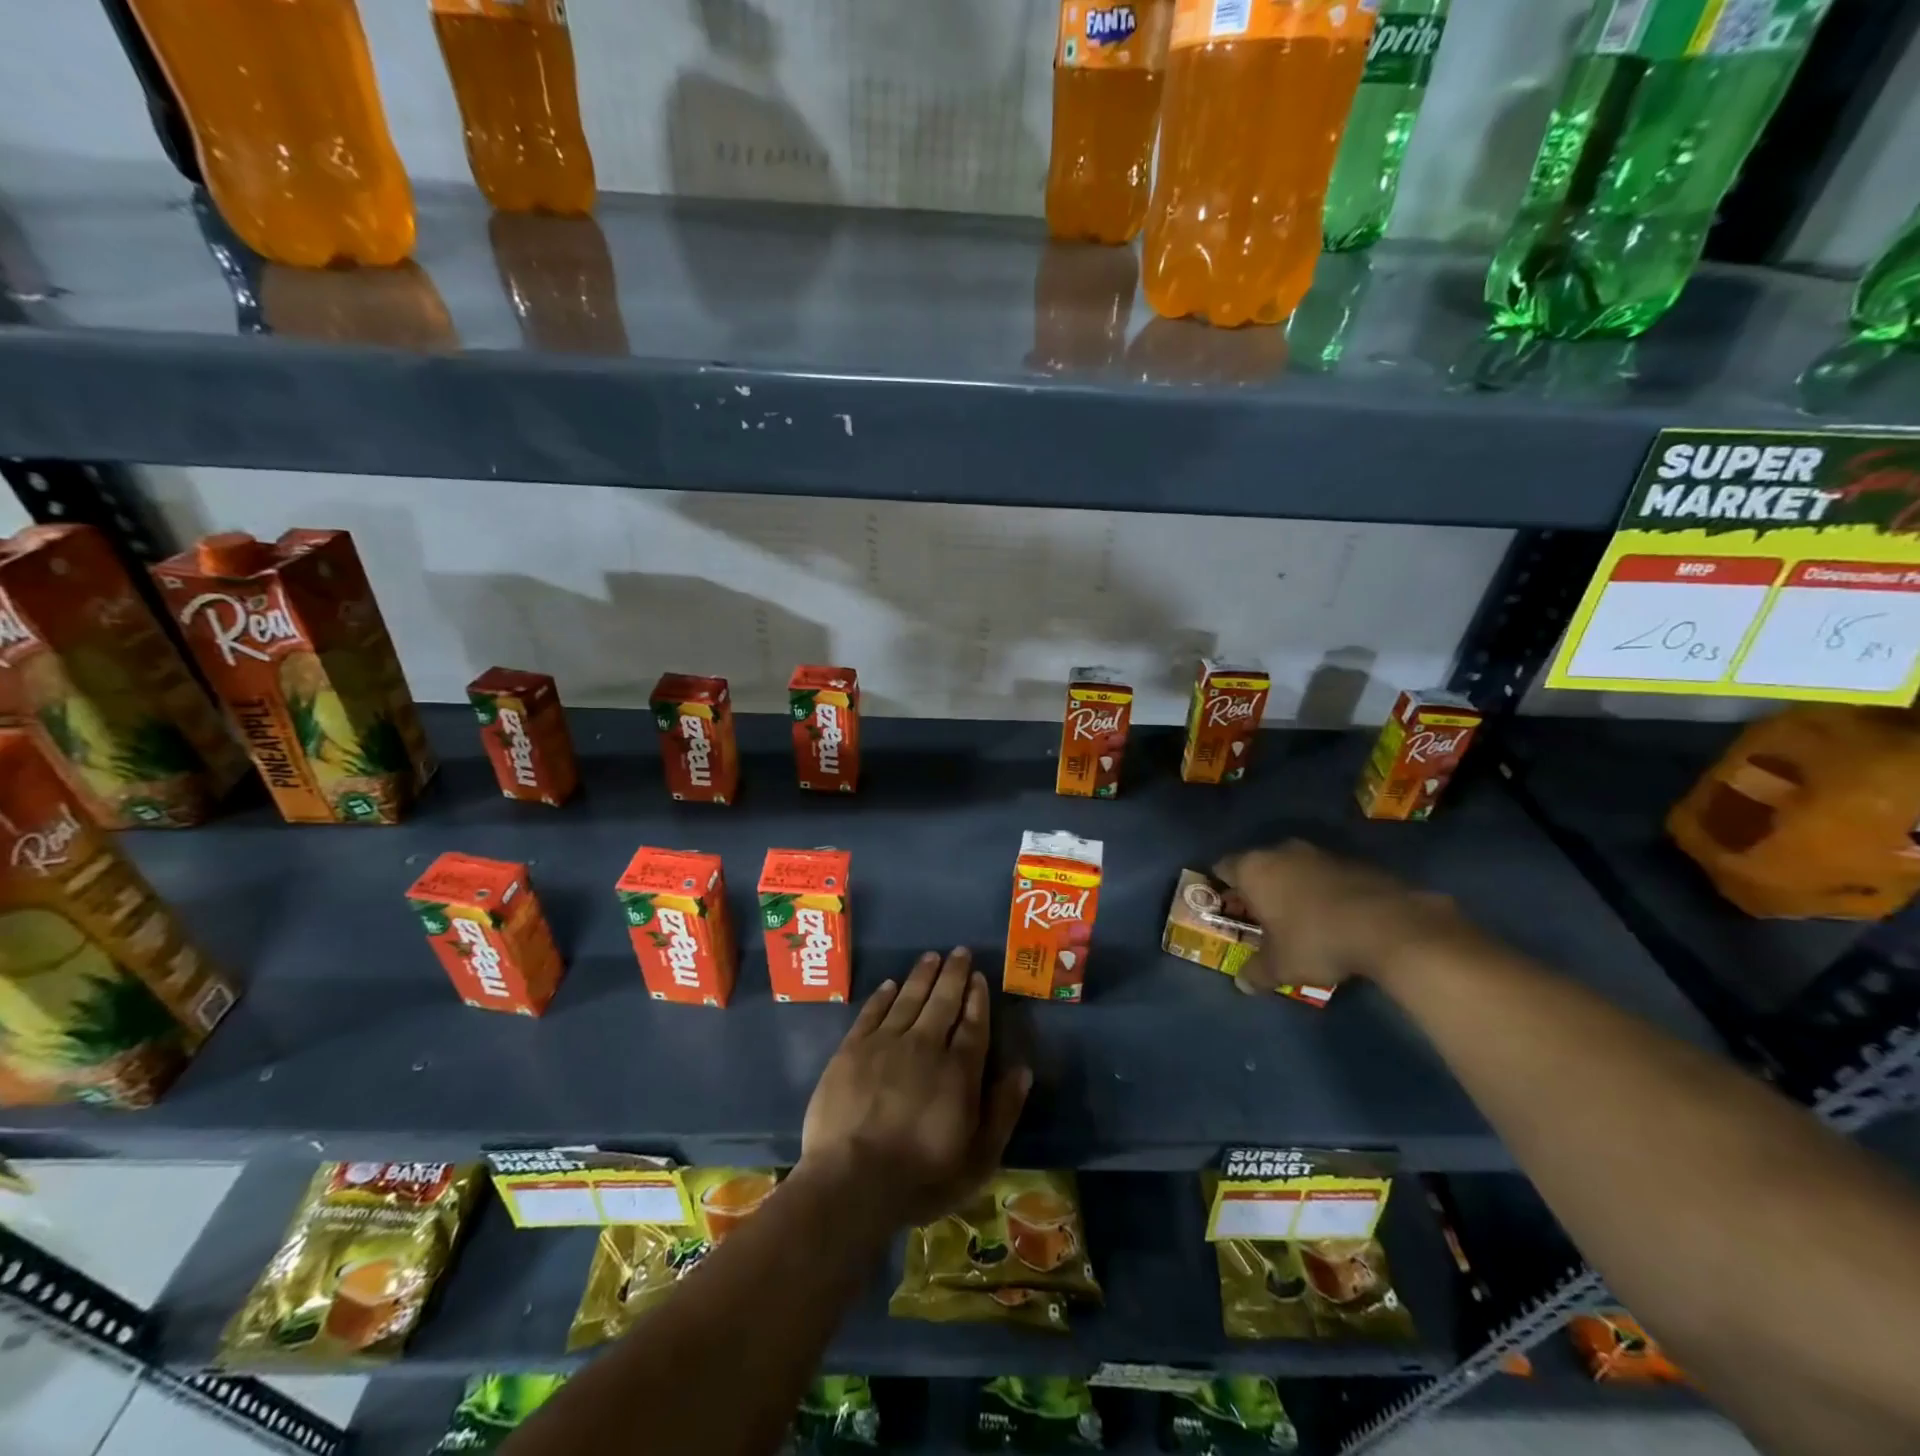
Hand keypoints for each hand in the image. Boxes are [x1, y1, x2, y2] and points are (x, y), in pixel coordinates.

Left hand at [799, 948, 1030, 1230]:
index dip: (977, 998)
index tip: (978, 976)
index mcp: (959, 1070)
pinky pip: (872, 1012)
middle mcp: (925, 1045)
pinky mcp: (852, 1050)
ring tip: (931, 957)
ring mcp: (885, 1043)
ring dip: (922, 975)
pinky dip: (884, 995)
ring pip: (908, 998)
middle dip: (953, 974)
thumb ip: (1002, 1111)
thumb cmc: (921, 1178)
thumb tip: (1022, 1070)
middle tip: (959, 952)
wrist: (851, 1182)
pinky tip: (891, 984)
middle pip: (942, 1001)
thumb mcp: (978, 1159)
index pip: (973, 1023)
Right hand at [1213, 841, 1473, 996]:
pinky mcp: (1355, 862)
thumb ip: (1256, 972)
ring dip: (1293, 889)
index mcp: (1254, 868)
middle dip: (1259, 889)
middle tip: (1261, 918)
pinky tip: (1335, 919)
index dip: (1221, 888)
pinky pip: (1326, 875)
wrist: (1390, 926)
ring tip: (1300, 921)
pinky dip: (1324, 892)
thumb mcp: (1280, 966)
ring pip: (1294, 868)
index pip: (1223, 867)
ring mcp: (1321, 853)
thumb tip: (1242, 983)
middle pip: (1259, 866)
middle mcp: (1282, 851)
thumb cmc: (1316, 940)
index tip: (1225, 908)